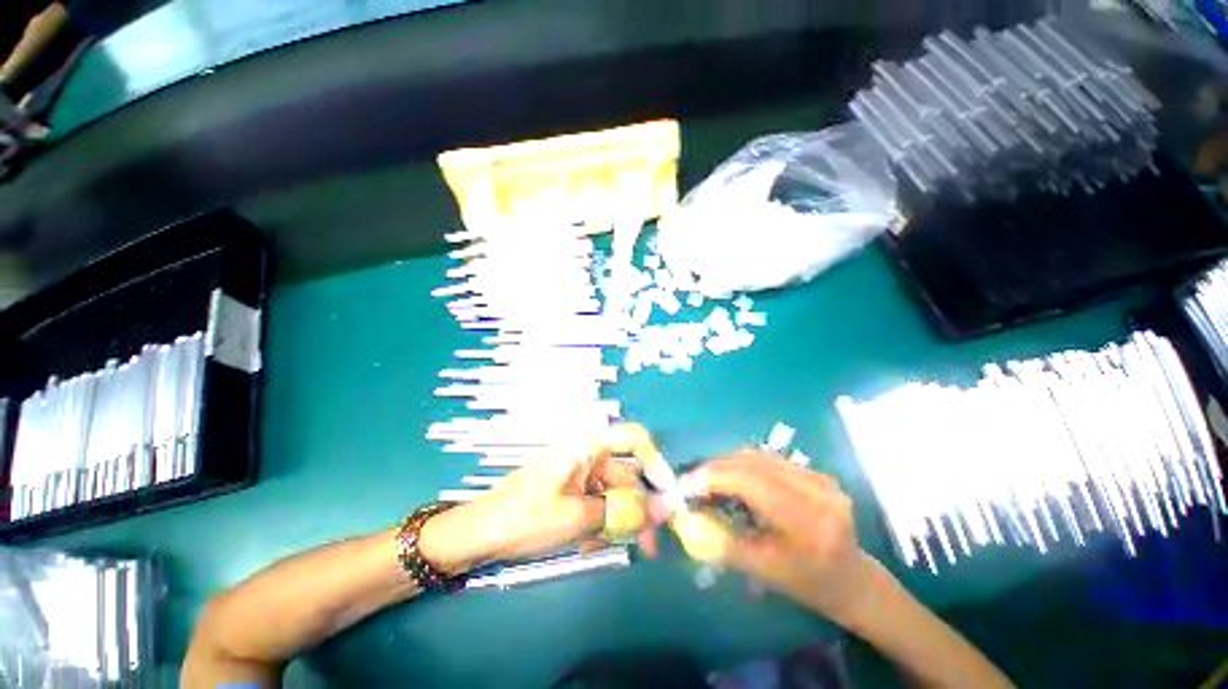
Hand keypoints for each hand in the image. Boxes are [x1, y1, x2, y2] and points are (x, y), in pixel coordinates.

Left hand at [419, 423, 658, 573]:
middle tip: (651, 541)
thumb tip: (666, 509)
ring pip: (614, 491)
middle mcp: (587, 451)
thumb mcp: (578, 517)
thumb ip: (623, 512)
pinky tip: (593, 542)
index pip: (634, 438)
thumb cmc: (525, 517)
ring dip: (620, 519)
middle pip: (627, 472)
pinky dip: (602, 521)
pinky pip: (599, 500)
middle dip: (639, 506)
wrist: (478, 534)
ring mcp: (579, 470)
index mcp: (586, 443)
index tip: (668, 494)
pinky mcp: (572, 487)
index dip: (655, 462)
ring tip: (617, 547)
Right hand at [690, 451, 876, 625]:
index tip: (686, 484)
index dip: (716, 478)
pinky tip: (734, 478)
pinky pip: (770, 459)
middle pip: (754, 464)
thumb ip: (722, 542)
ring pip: (760, 457)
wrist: (852, 580)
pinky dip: (744, 464)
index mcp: (810, 523)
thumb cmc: (808, 584)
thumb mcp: (763, 571)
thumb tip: (686, 518)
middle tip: (692, 480)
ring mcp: (820, 478)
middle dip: (716, 468)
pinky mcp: (816, 472)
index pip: (753, 484)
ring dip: (728, 464)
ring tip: (709, 479)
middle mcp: (818, 492)